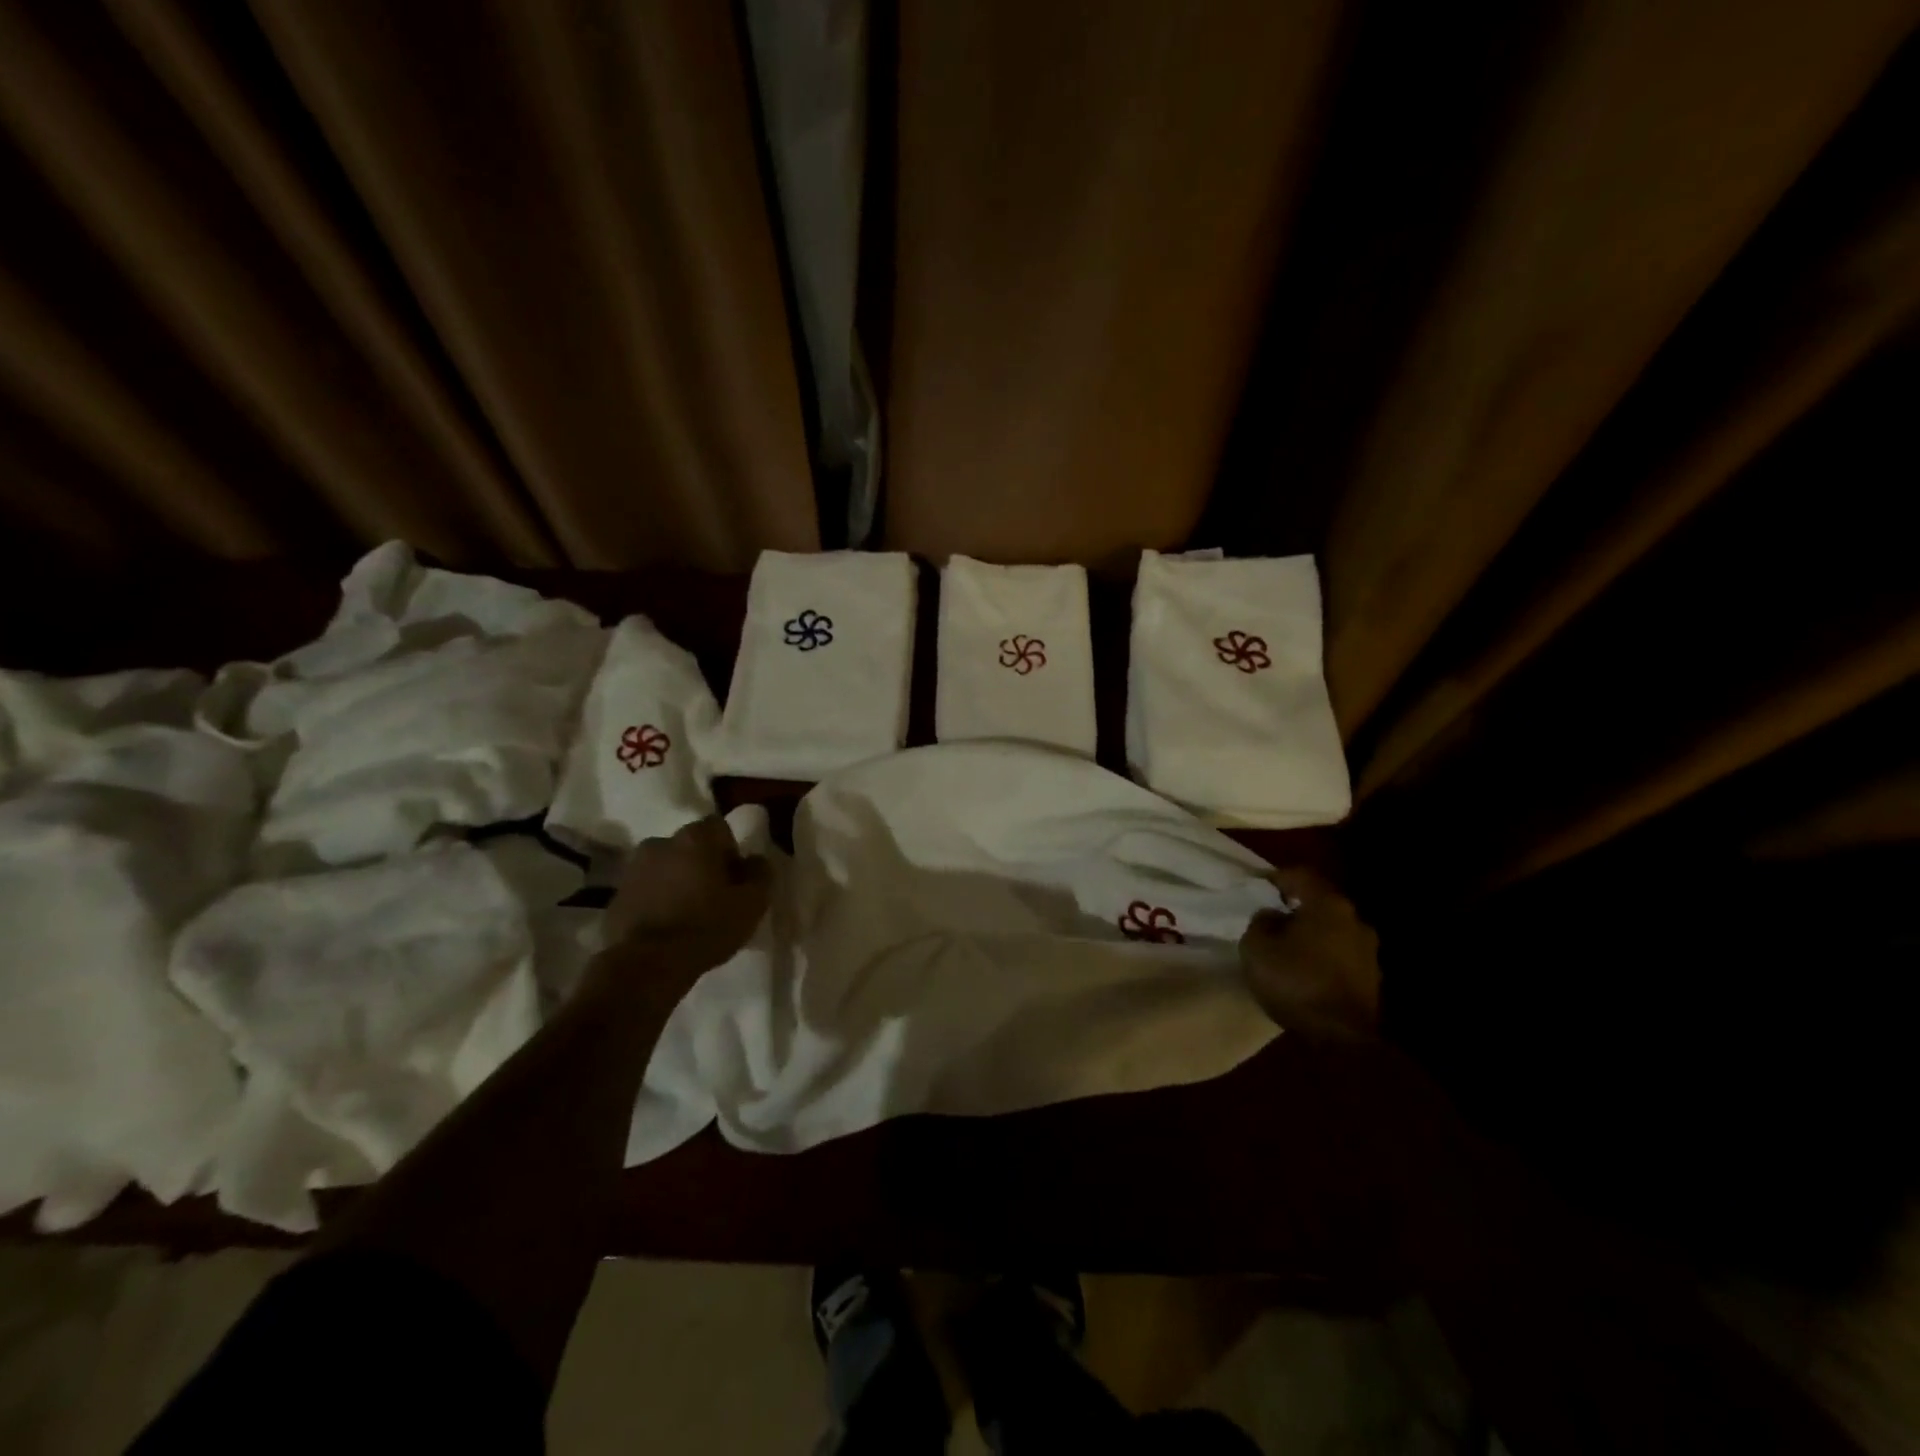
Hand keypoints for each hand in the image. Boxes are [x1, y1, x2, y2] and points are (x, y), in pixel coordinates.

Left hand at [602, 816, 771, 983]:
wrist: (647, 964)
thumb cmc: (707, 926)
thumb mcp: (753, 902)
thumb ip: (761, 873)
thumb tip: (755, 860)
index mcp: (695, 838)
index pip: (719, 828)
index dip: (730, 852)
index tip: (734, 881)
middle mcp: (660, 843)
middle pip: (690, 847)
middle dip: (701, 866)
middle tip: (713, 898)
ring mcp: (633, 869)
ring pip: (665, 868)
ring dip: (676, 882)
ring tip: (687, 915)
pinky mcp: (616, 896)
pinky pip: (645, 891)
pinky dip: (656, 901)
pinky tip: (665, 928)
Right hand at [1238, 866, 1380, 1039]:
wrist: (1345, 1039)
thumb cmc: (1296, 982)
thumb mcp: (1256, 948)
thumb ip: (1260, 923)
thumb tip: (1272, 916)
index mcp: (1328, 904)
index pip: (1300, 875)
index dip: (1276, 877)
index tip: (1258, 886)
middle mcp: (1355, 919)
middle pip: (1320, 902)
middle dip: (1296, 908)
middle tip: (1271, 919)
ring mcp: (1368, 949)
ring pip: (1332, 930)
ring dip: (1311, 934)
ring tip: (1288, 949)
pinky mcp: (1372, 977)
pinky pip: (1340, 954)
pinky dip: (1323, 956)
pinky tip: (1306, 971)